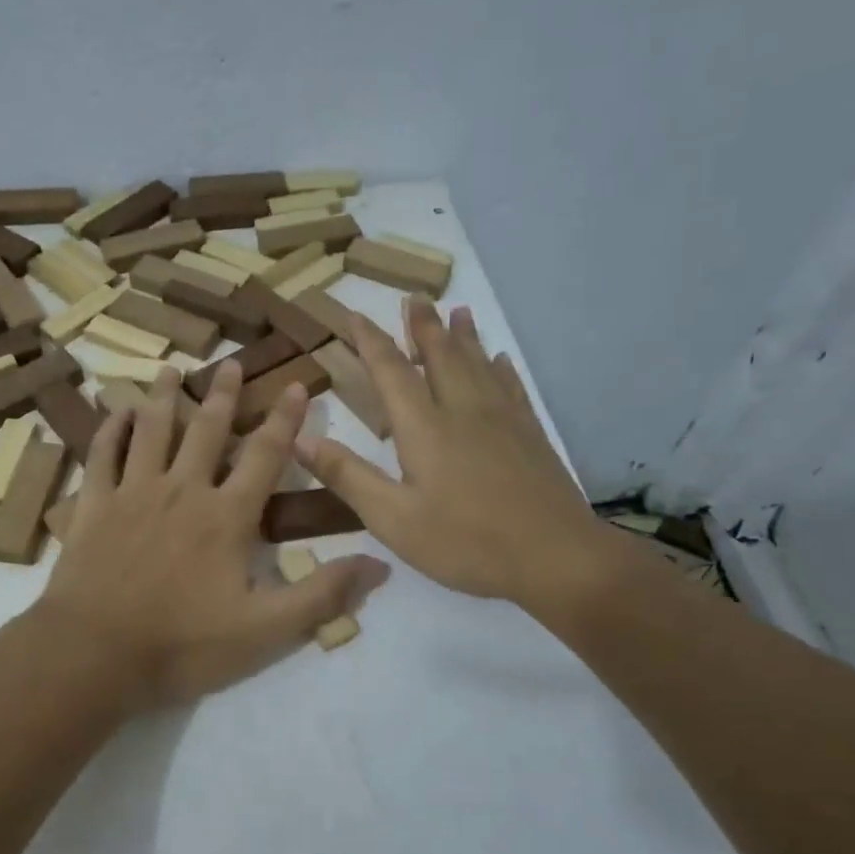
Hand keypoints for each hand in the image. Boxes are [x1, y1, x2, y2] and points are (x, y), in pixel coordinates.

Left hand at [36, 365, 390, 710]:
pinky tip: (118, 412)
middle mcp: (183, 490)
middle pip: (207, 430)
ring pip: (153, 431)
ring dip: (164, 398)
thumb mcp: (265, 630)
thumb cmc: (183, 644)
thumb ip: (321, 595)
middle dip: (224, 394)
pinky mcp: (95, 506)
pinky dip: (111, 430)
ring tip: (171, 369)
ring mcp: (133, 493)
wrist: (95, 656)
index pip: (266, 455)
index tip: (297, 385)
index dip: (286, 420)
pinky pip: (102, 455)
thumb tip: (379, 563)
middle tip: (231, 362)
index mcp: (226, 515)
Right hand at [294, 297, 604, 610]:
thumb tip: (299, 438)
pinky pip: (512, 387)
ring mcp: (503, 419)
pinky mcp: (530, 434)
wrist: (555, 556)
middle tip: (415, 297)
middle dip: (423, 326)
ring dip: (463, 336)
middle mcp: (463, 410)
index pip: (391, 371)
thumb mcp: (394, 519)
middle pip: (441, 355)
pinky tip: (500, 360)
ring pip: (478, 364)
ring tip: (457, 311)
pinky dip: (500, 368)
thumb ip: (348, 476)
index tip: (353, 314)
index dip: (369, 340)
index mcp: (424, 428)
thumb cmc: (466, 542)